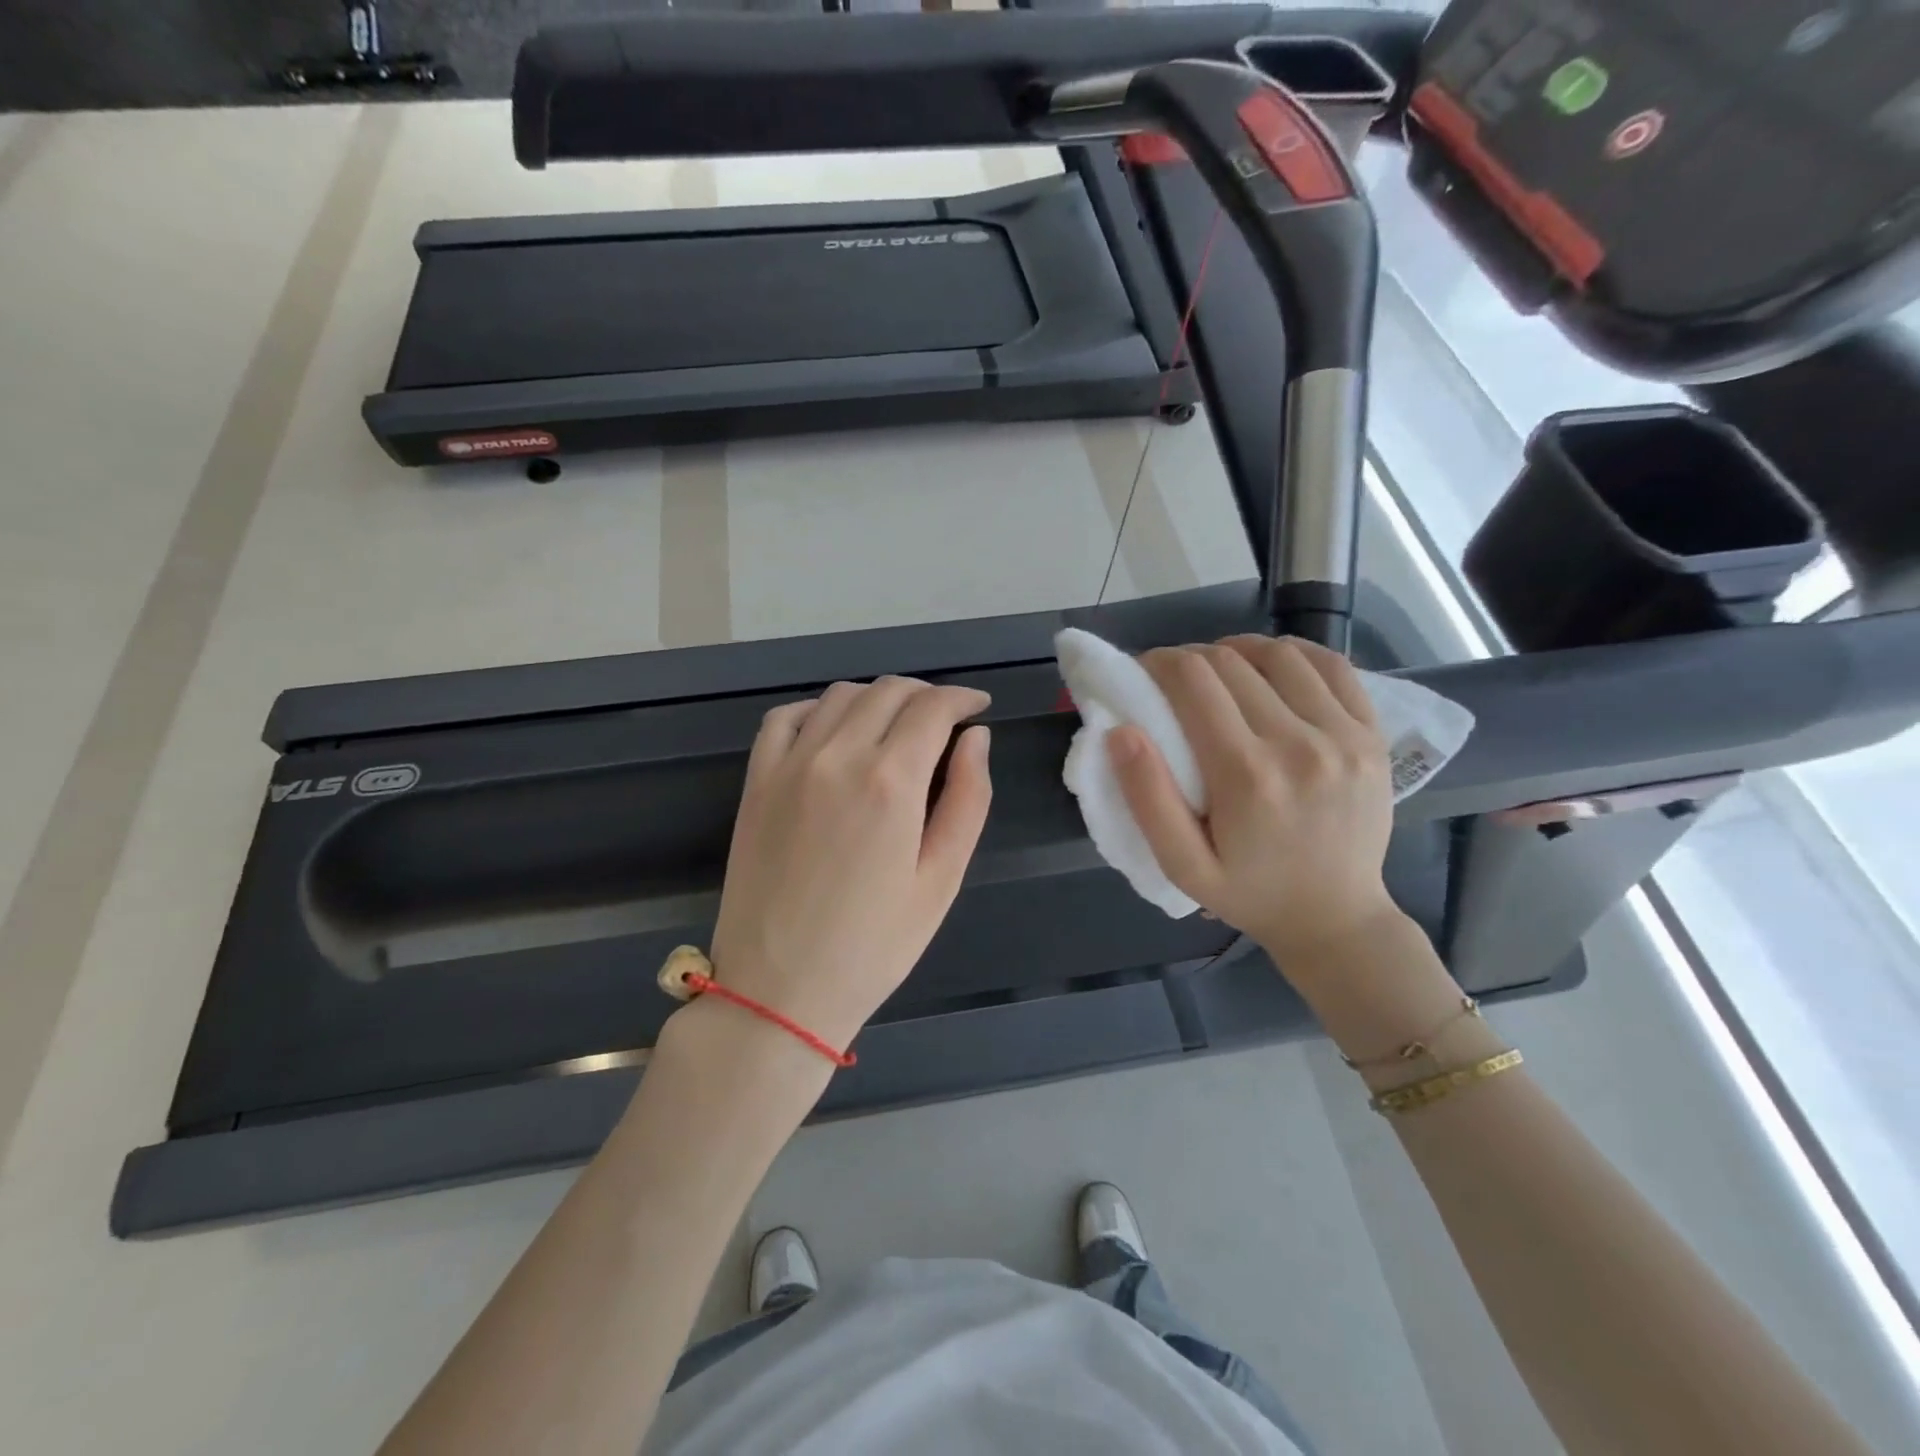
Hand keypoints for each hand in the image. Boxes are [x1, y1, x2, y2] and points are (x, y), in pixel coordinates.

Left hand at [706, 677, 992, 1052]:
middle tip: (945, 719)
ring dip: (878, 697)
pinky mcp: (756, 781)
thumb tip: (976, 738)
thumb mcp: (942, 879)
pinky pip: (786, 718)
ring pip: (841, 695)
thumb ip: (968, 799)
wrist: (779, 990)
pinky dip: (818, 709)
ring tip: (896, 725)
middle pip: (888, 691)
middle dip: (926, 694)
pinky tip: (835, 729)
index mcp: (891, 782)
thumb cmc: (874, 945)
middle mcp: (838, 756)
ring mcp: (789, 765)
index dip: (963, 698)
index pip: (933, 707)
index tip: (978, 707)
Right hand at [1108, 636, 1396, 967]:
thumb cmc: (1249, 894)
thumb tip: (1121, 731)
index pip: (1193, 681)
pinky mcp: (1372, 734)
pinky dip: (1295, 654)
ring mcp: (1344, 735)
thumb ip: (1147, 798)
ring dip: (1238, 650)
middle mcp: (1299, 743)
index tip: (1142, 672)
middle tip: (1173, 679)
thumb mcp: (1182, 865)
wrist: (1336, 918)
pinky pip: (1333, 666)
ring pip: (1280, 654)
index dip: (1159, 663)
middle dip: (1190, 658)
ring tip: (1219, 670)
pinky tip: (1272, 666)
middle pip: (1231, 662)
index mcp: (1246, 775)